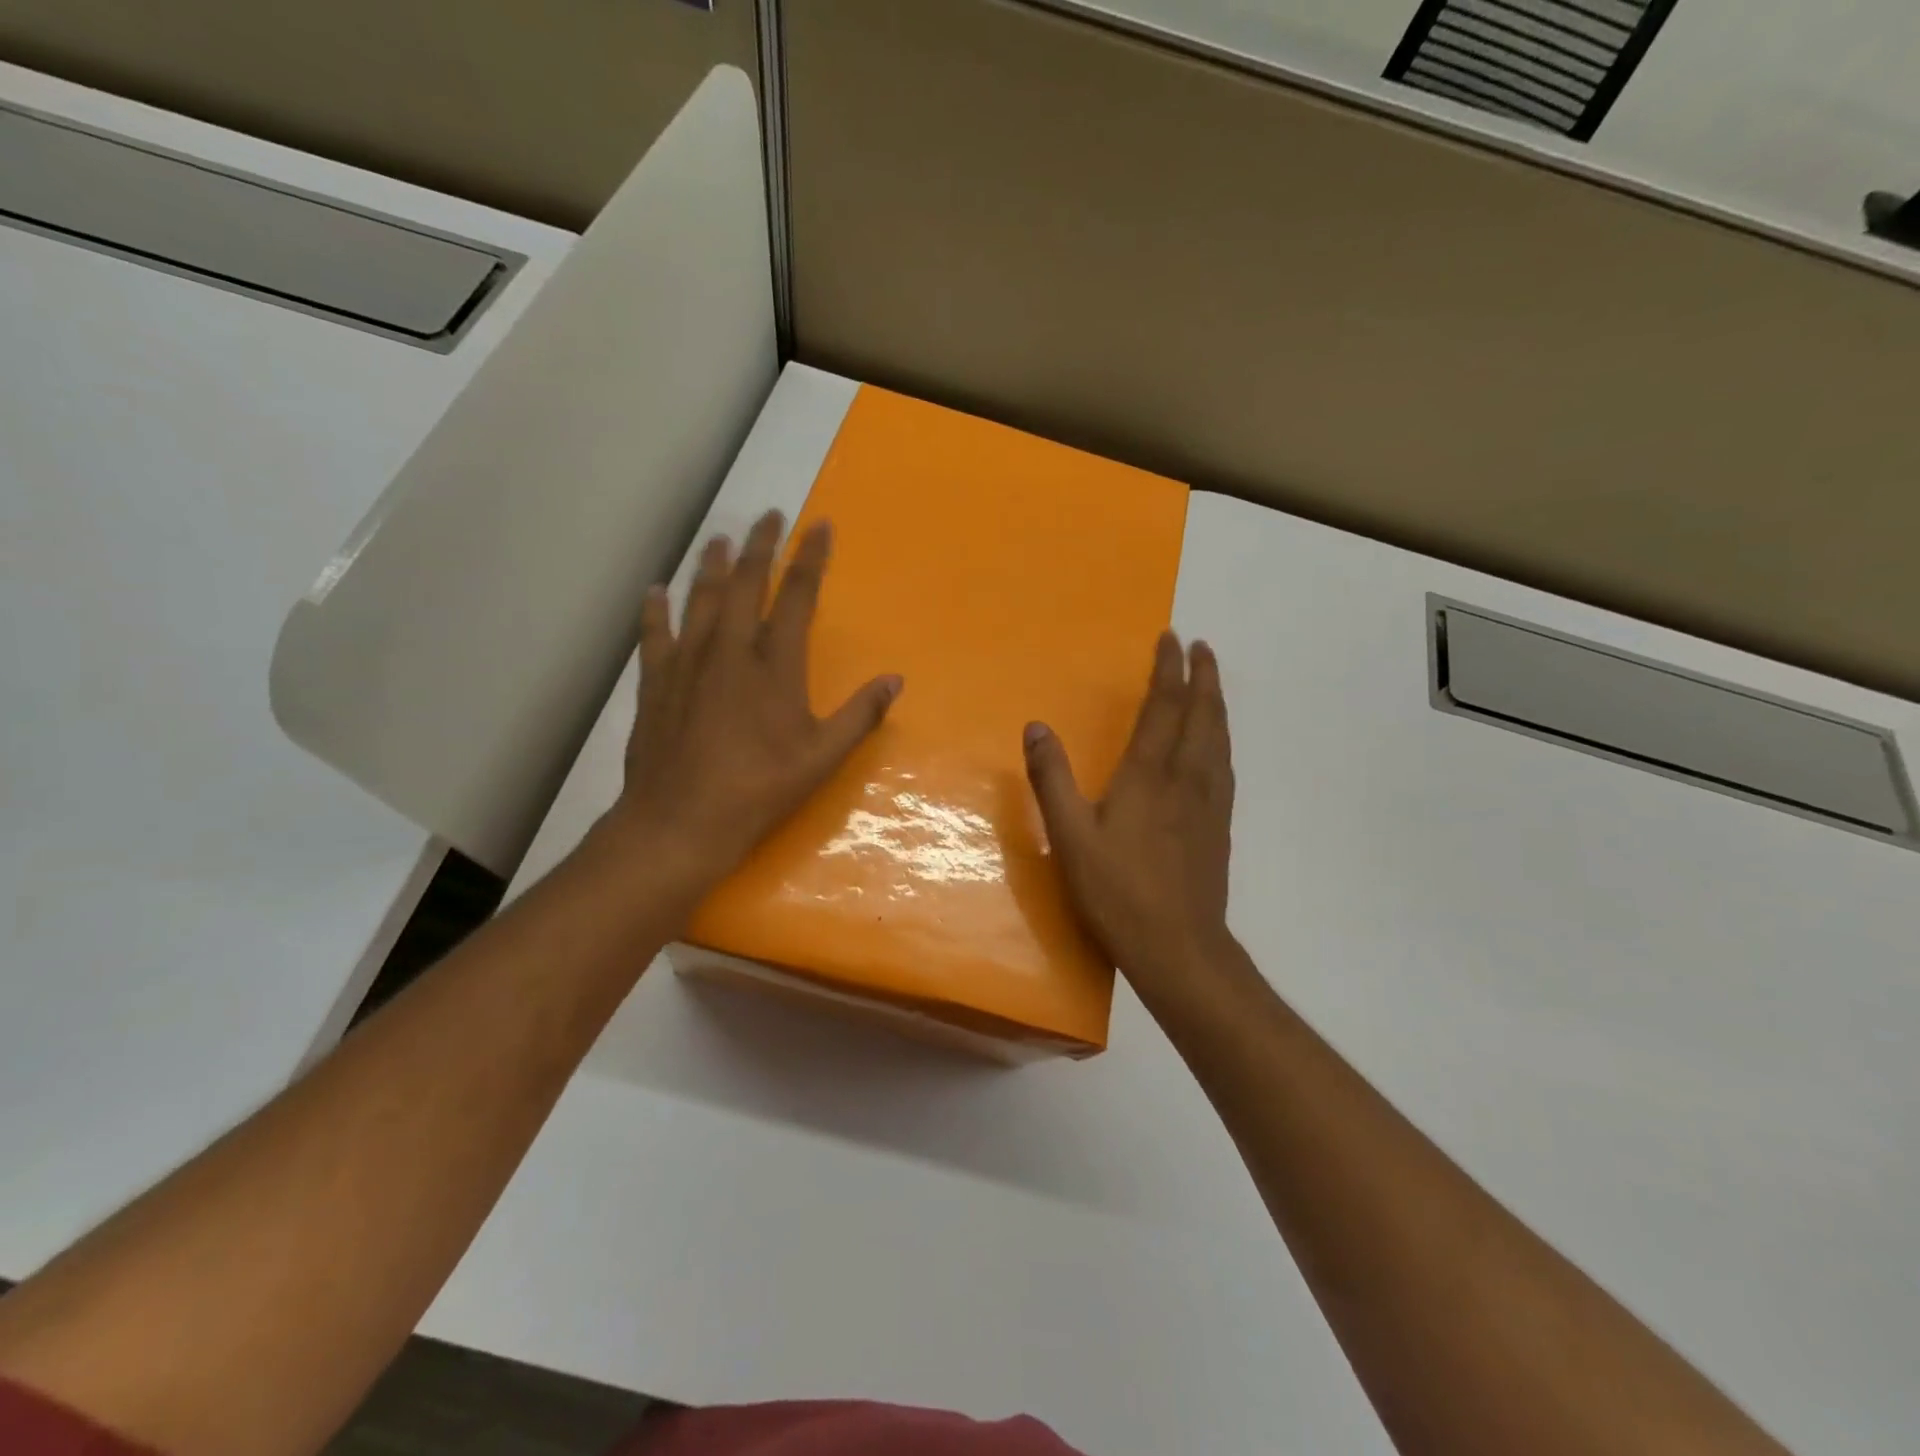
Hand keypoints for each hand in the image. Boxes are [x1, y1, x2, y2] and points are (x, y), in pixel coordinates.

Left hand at [608, 510, 902, 892]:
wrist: (680, 822)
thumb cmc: (759, 790)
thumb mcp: (821, 759)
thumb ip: (859, 716)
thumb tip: (895, 680)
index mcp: (774, 666)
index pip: (797, 597)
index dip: (810, 558)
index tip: (818, 525)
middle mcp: (729, 651)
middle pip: (744, 584)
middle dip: (760, 546)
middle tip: (768, 515)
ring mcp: (688, 664)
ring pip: (700, 600)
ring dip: (712, 566)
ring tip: (721, 540)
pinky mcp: (656, 683)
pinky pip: (655, 634)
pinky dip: (655, 609)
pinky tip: (655, 590)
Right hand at [1023, 632, 1234, 991]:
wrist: (1179, 947)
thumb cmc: (1118, 891)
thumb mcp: (1071, 836)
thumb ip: (1052, 779)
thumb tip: (1036, 727)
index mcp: (1150, 775)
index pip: (1164, 707)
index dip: (1168, 670)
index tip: (1172, 639)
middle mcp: (1187, 778)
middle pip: (1202, 715)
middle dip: (1203, 676)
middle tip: (1202, 647)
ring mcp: (1209, 803)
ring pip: (1219, 739)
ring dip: (1216, 703)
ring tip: (1212, 683)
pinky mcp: (1219, 826)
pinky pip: (1225, 766)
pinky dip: (1222, 739)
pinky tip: (1218, 747)